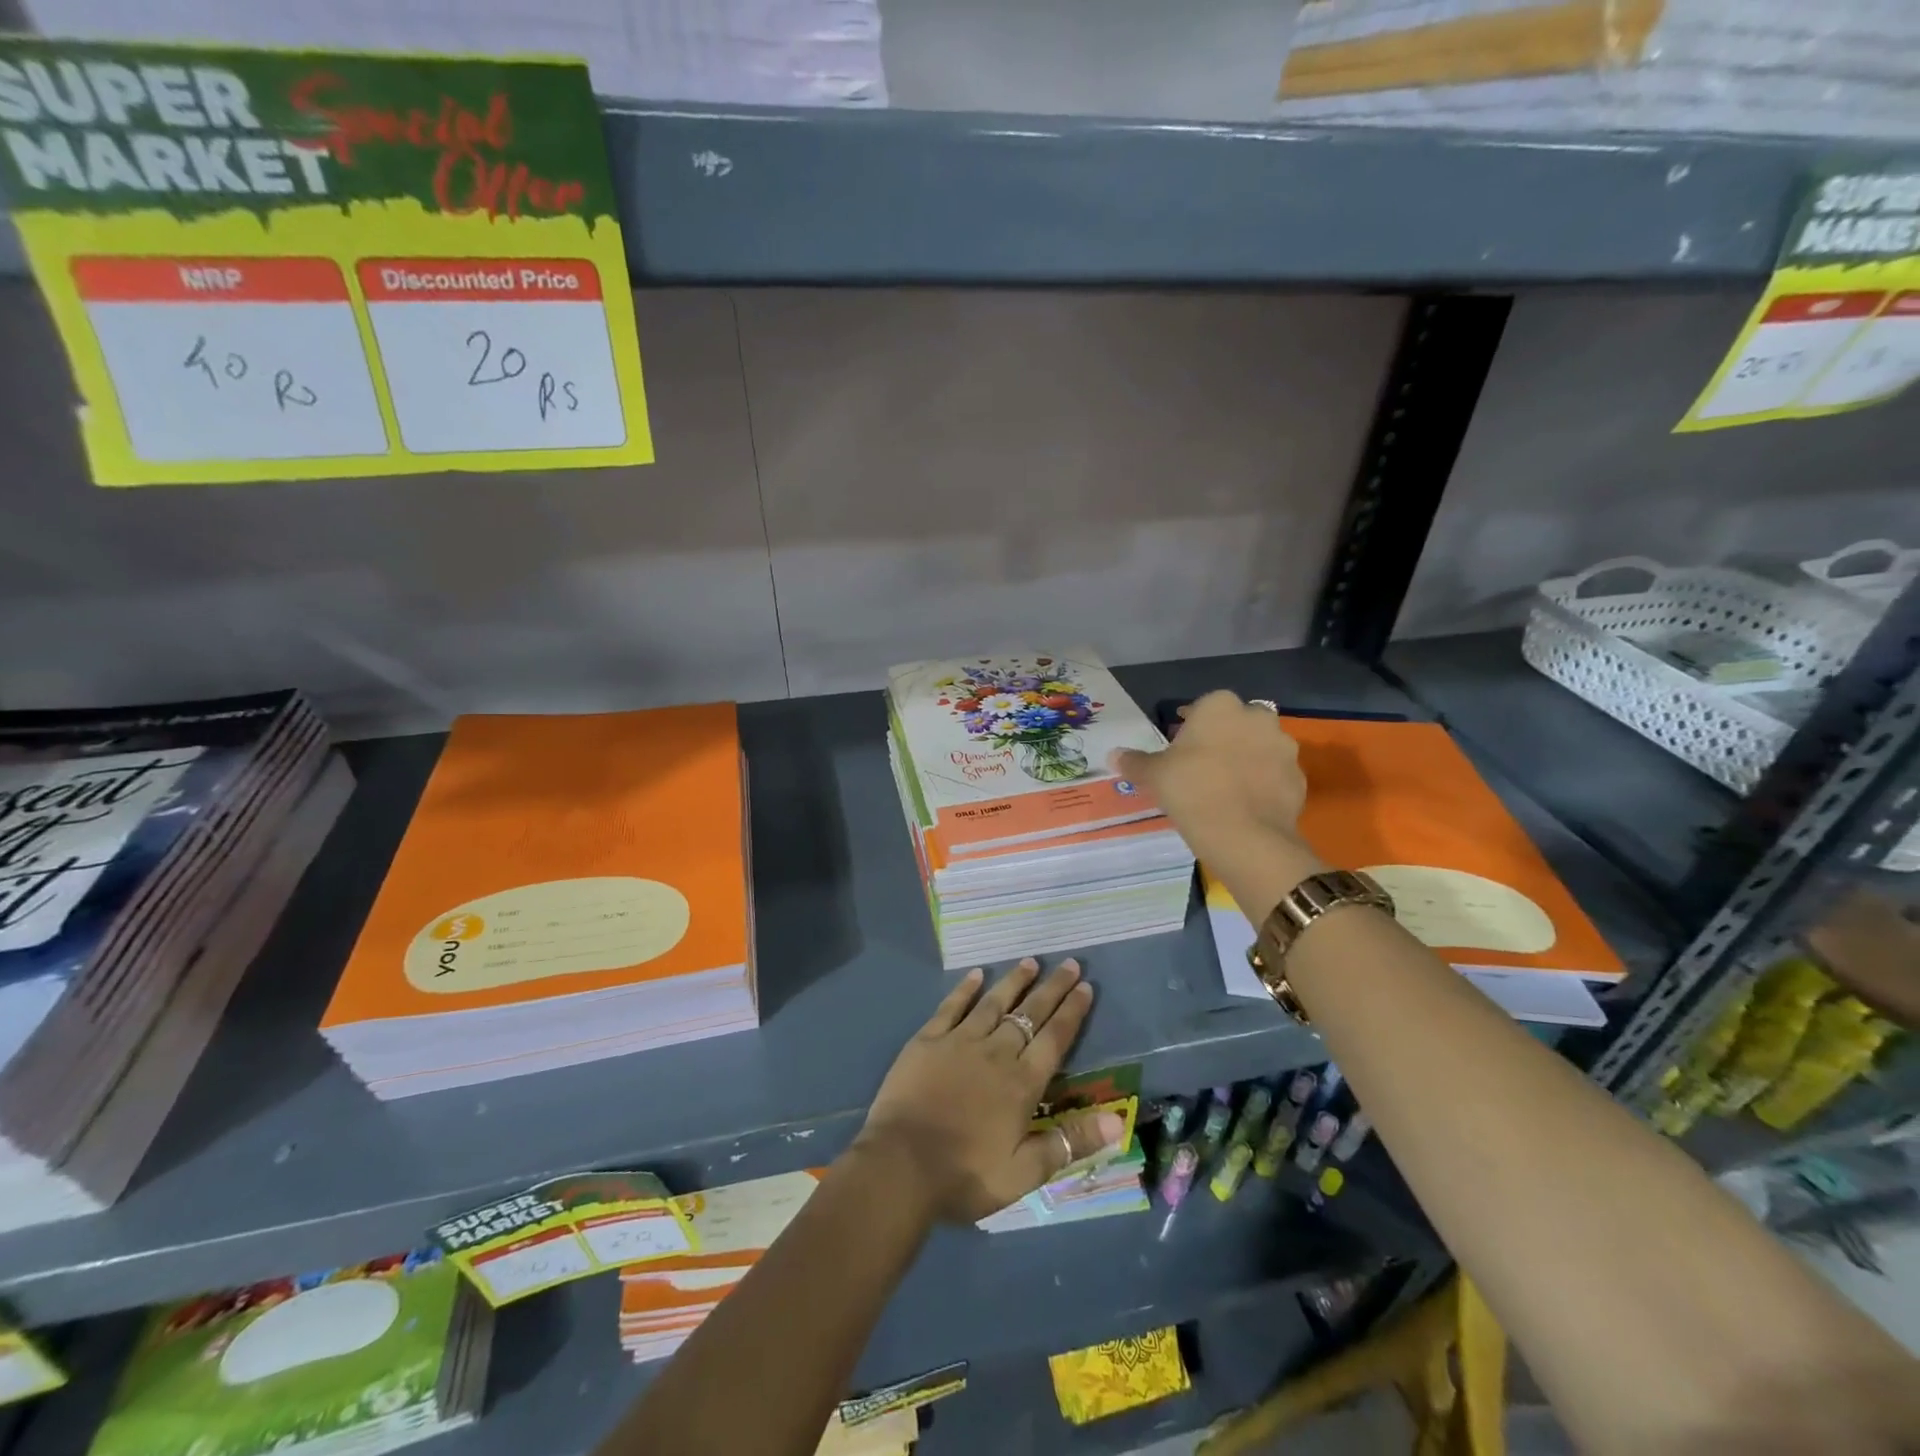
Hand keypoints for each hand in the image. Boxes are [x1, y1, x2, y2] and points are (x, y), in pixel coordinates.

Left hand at [852, 958, 1124, 1223]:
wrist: (901, 1166)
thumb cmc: (965, 1175)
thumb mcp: (1025, 1172)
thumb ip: (1071, 1141)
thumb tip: (1119, 1118)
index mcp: (1022, 1083)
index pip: (1055, 1039)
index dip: (1072, 1011)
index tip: (1086, 986)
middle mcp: (996, 1053)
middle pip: (1030, 1013)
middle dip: (1052, 988)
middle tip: (1069, 963)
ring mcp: (959, 1041)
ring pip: (994, 1003)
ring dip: (1014, 981)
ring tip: (1030, 961)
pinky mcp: (927, 1040)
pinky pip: (951, 1007)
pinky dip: (965, 989)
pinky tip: (976, 974)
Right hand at [1111, 692, 1323, 920]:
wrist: (1244, 835)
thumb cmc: (1191, 790)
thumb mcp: (1154, 775)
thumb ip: (1135, 762)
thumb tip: (1113, 754)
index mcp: (1219, 706)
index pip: (1202, 707)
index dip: (1189, 727)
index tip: (1179, 748)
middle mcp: (1257, 718)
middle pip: (1235, 723)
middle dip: (1222, 738)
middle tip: (1201, 766)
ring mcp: (1283, 747)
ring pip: (1259, 747)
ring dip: (1246, 760)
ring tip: (1224, 788)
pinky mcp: (1299, 777)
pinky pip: (1275, 775)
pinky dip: (1263, 784)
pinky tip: (1245, 805)